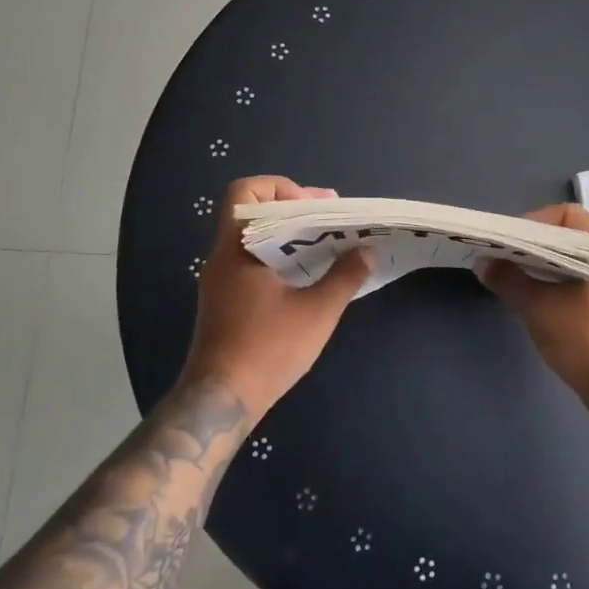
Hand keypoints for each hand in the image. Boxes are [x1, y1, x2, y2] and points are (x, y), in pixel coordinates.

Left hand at [181, 176, 371, 418]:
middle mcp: (222, 256)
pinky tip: (307, 277)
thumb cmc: (267, 349)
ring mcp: (220, 280)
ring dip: (289, 237)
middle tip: (331, 221)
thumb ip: (344, 276)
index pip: (245, 192)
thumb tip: (368, 251)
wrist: (221, 400)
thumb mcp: (316, 312)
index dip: (280, 188)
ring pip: (253, 239)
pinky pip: (252, 263)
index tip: (313, 206)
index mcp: (237, 248)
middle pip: (253, 212)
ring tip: (326, 247)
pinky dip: (279, 259)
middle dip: (294, 210)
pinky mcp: (225, 301)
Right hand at [480, 203, 588, 407]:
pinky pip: (586, 273)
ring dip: (547, 261)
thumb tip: (483, 263)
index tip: (509, 242)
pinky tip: (542, 293)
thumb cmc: (585, 343)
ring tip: (519, 274)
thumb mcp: (539, 309)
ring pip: (578, 255)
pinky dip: (562, 276)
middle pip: (572, 233)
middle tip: (508, 257)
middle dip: (536, 242)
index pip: (567, 214)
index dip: (533, 222)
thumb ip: (509, 280)